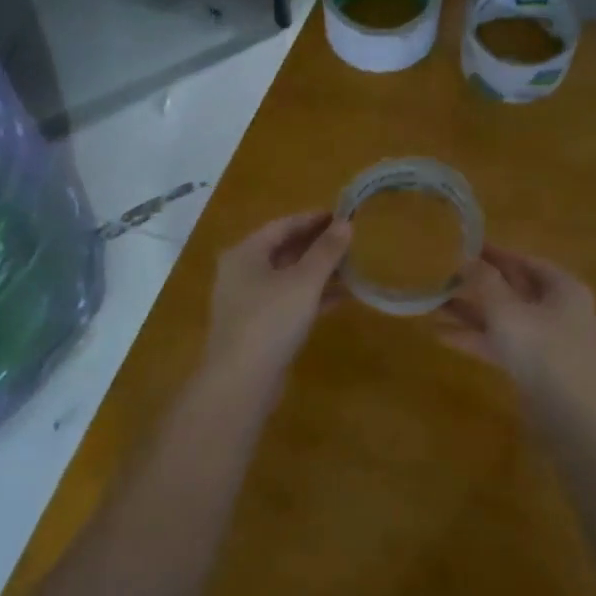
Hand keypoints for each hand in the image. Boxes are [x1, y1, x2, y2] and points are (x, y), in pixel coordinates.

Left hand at [203, 212, 351, 387]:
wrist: (241, 381)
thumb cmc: (270, 320)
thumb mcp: (304, 281)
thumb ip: (326, 251)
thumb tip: (346, 223)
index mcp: (246, 254)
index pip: (283, 225)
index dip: (314, 219)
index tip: (344, 215)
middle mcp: (242, 273)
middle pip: (284, 250)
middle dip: (318, 246)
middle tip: (352, 240)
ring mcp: (249, 302)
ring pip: (289, 278)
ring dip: (319, 272)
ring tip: (353, 267)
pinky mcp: (259, 328)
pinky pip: (290, 302)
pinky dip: (313, 297)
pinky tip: (342, 298)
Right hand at [438, 245, 595, 409]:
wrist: (572, 416)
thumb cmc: (543, 352)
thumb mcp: (508, 311)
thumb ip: (486, 283)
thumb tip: (468, 260)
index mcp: (562, 288)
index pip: (525, 261)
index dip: (495, 253)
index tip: (465, 245)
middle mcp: (556, 310)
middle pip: (513, 289)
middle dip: (478, 283)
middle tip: (444, 273)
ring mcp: (545, 340)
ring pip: (503, 318)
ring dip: (470, 311)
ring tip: (433, 302)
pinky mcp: (532, 367)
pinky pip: (500, 343)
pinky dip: (474, 338)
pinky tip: (440, 334)